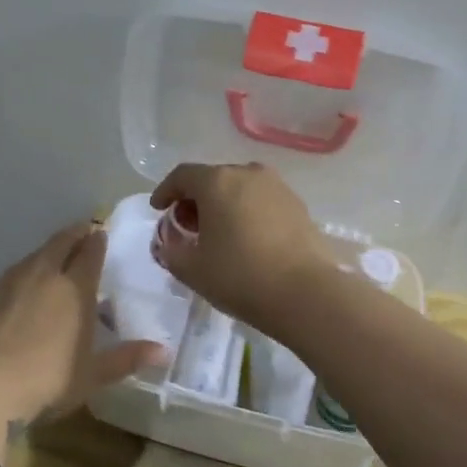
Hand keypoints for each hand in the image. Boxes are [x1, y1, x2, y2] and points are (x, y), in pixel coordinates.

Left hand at [0, 221, 166, 426]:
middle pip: (60, 243)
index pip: (90, 253)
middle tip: (82, 230)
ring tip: (54, 257)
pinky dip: (22, 274)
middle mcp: (44, 275)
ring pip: (33, 256)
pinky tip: (21, 289)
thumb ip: (127, 358)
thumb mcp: (92, 375)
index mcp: (75, 288)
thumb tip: (164, 352)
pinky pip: (10, 276)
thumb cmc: (47, 379)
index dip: (97, 240)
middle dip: (74, 234)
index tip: (100, 231)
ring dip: (47, 252)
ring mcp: (10, 283)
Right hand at [148, 163, 330, 332]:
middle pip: (213, 178)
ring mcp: (277, 187)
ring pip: (240, 187)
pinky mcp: (298, 204)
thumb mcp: (192, 270)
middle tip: (187, 226)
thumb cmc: (241, 276)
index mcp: (217, 181)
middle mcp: (248, 174)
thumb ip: (171, 252)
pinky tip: (247, 238)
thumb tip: (168, 244)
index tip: (158, 209)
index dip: (166, 191)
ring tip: (218, 232)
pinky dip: (247, 211)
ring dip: (223, 204)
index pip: (182, 175)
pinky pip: (262, 200)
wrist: (307, 293)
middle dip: (195, 199)